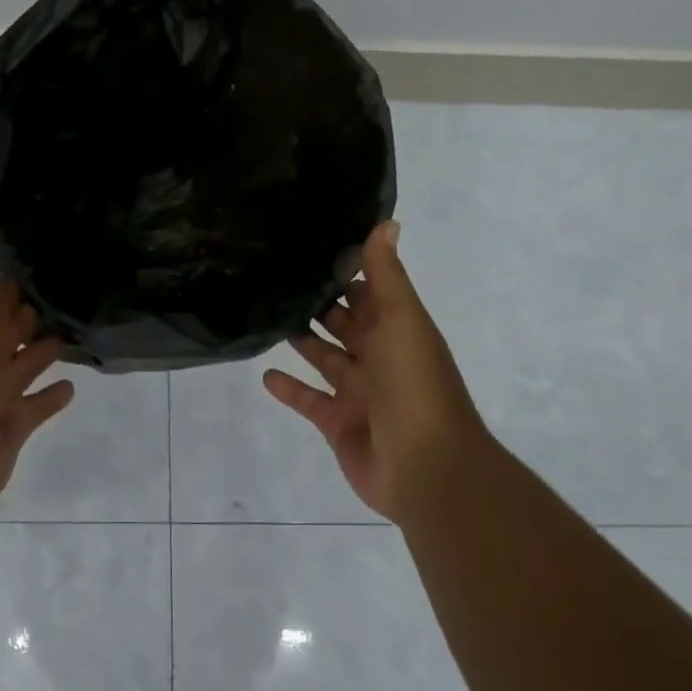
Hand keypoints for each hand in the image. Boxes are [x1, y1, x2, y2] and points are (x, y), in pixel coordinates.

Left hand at [0, 202, 74, 506]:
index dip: (7, 280)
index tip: (35, 259)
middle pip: (7, 330)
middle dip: (26, 314)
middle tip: (63, 293)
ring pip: (24, 365)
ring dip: (42, 351)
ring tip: (73, 332)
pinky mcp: (13, 424)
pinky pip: (36, 406)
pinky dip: (52, 397)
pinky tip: (74, 385)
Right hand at [263, 221, 487, 525]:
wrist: (426, 469)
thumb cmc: (415, 385)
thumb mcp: (402, 321)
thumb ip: (387, 275)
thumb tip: (387, 221)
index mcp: (396, 330)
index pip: (368, 292)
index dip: (345, 271)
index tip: (310, 245)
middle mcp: (378, 357)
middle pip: (343, 323)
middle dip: (317, 303)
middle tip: (275, 276)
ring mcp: (357, 392)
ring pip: (324, 358)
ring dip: (300, 340)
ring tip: (265, 315)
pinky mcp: (337, 423)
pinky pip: (308, 400)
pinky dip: (289, 388)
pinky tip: (264, 373)